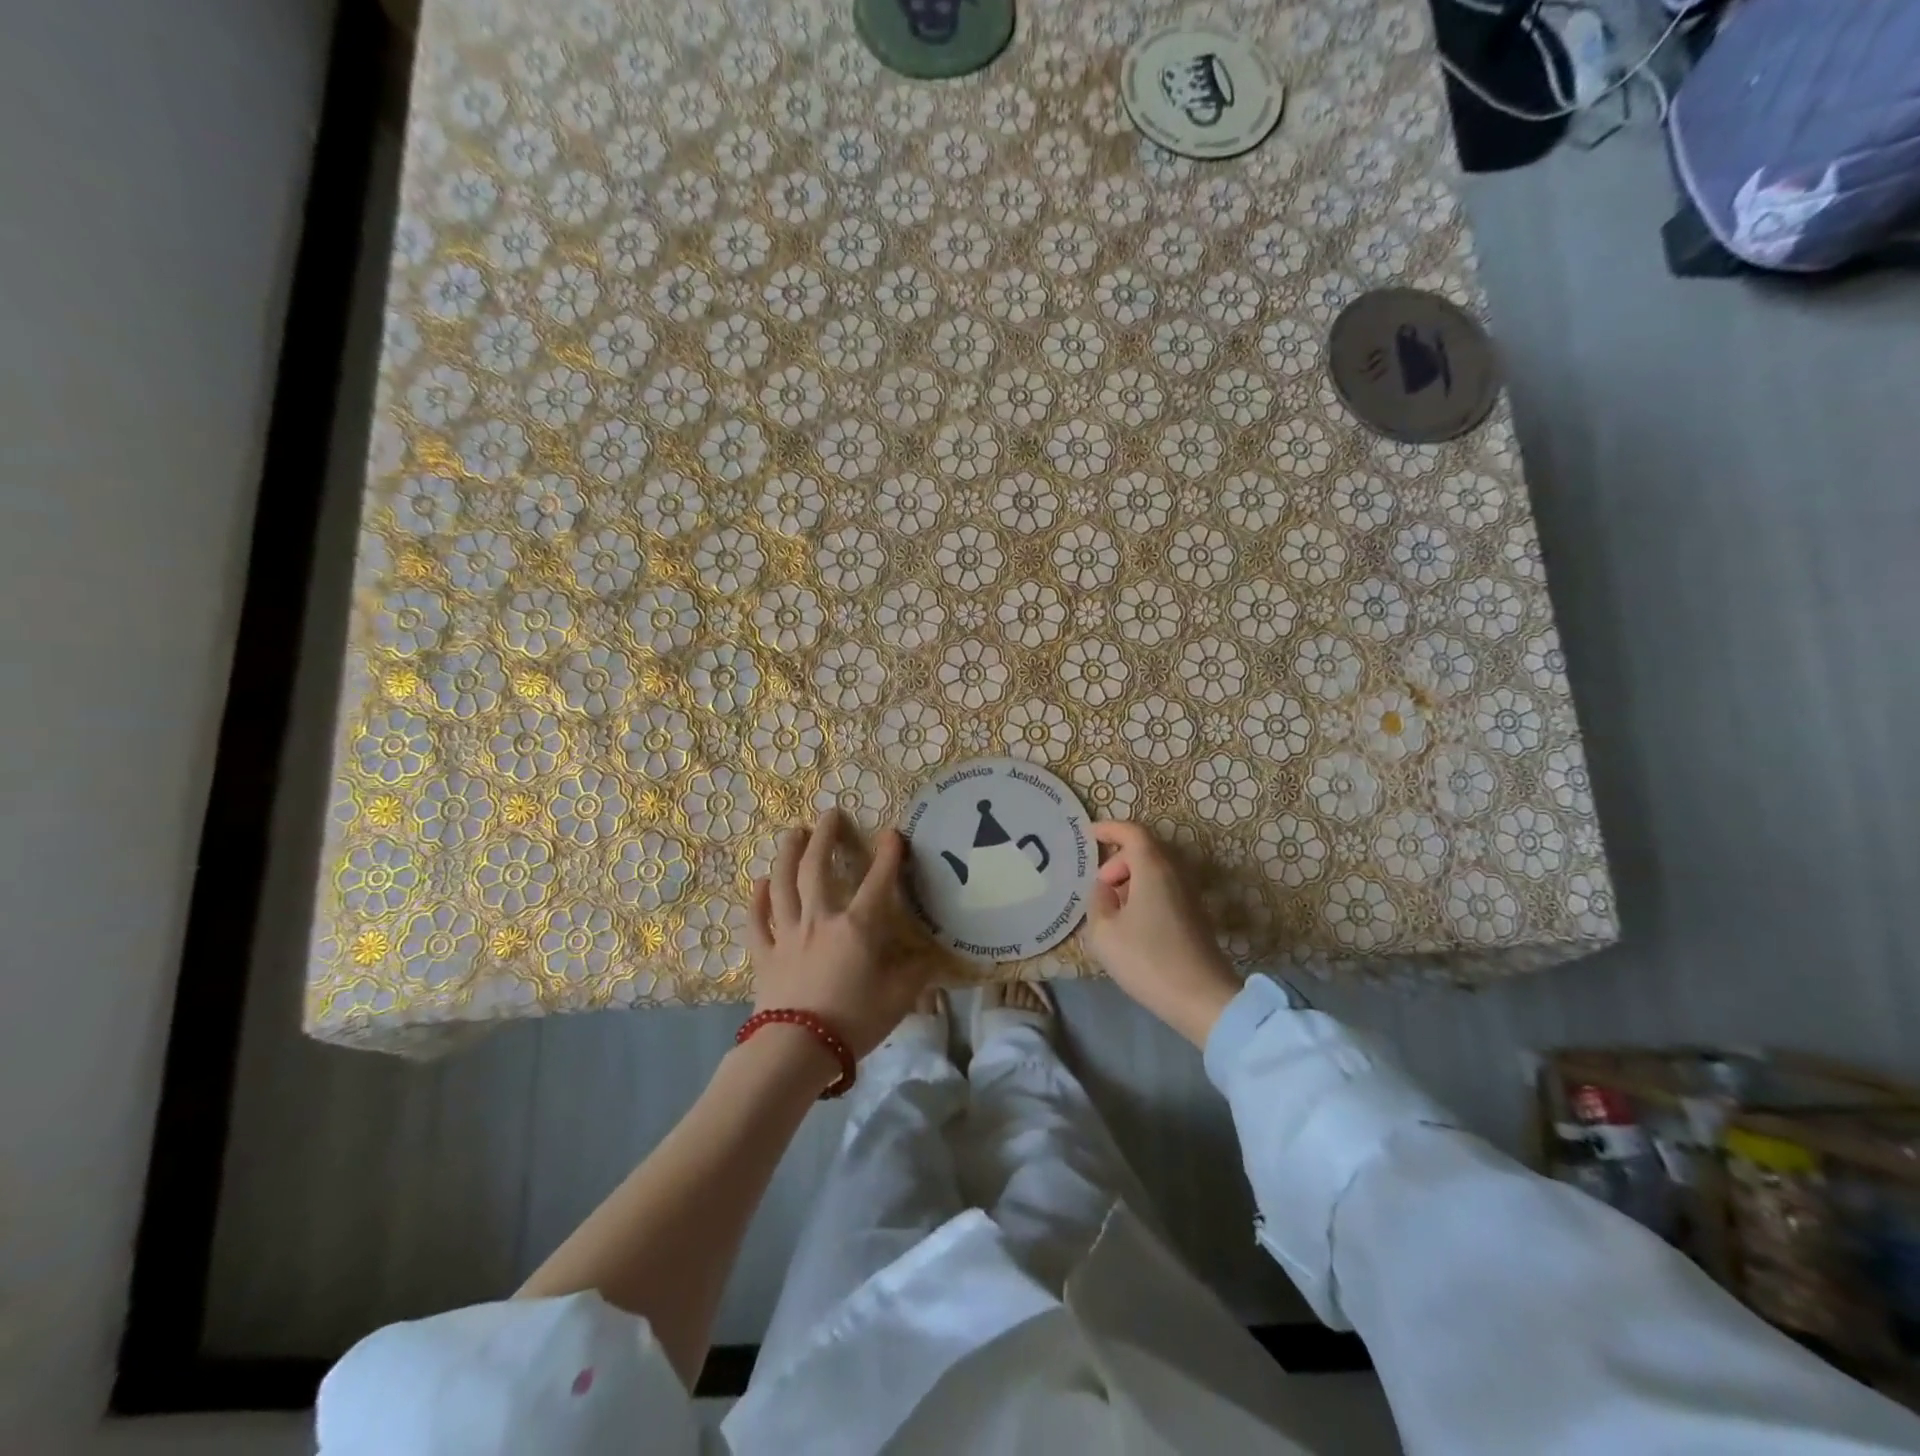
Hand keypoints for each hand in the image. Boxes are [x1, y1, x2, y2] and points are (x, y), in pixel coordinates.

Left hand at [749, 809, 930, 1061]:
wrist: (796, 1050)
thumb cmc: (853, 1022)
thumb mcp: (898, 999)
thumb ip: (916, 973)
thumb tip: (932, 956)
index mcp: (857, 927)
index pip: (878, 881)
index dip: (888, 854)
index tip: (893, 833)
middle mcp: (820, 920)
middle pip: (817, 868)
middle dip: (824, 837)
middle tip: (828, 814)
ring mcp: (787, 934)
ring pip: (783, 885)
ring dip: (787, 855)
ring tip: (792, 833)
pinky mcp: (765, 955)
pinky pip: (757, 921)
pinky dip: (757, 900)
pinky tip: (759, 883)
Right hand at [1087, 820, 1240, 1047]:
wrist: (1201, 998)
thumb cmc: (1147, 960)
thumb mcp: (1104, 932)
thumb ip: (1098, 901)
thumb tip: (1105, 889)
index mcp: (1152, 868)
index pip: (1132, 832)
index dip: (1109, 829)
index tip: (1088, 834)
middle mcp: (1175, 872)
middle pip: (1144, 850)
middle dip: (1117, 860)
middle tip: (1099, 886)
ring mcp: (1188, 893)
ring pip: (1154, 870)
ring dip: (1130, 879)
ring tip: (1111, 907)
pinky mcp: (1194, 914)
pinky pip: (1163, 887)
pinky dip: (1143, 892)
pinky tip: (1130, 922)